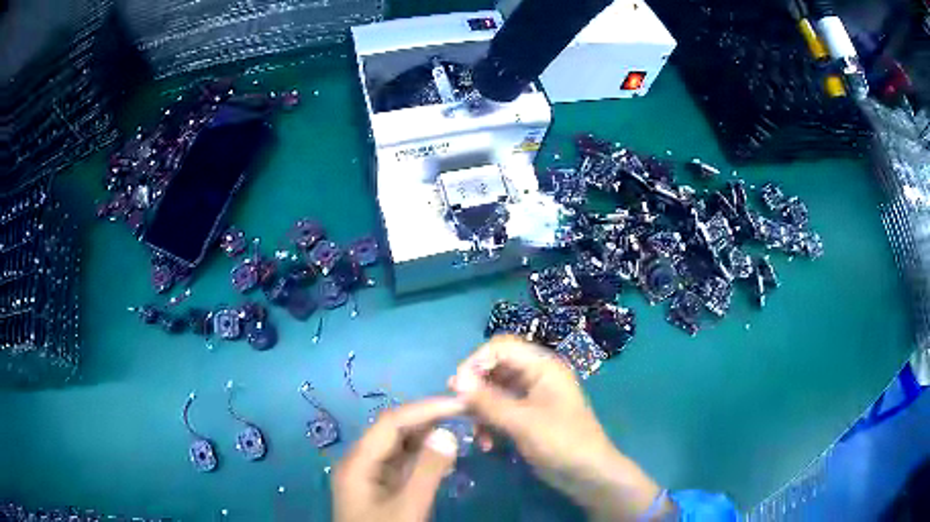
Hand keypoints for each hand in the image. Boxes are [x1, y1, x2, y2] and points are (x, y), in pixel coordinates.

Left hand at [333, 398, 464, 521]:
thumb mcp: (408, 508)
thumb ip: (427, 471)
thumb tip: (448, 432)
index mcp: (358, 462)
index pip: (391, 423)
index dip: (425, 409)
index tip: (460, 404)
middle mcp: (360, 462)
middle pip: (392, 431)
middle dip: (427, 420)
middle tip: (463, 415)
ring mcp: (369, 476)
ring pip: (398, 447)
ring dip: (426, 437)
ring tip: (459, 430)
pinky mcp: (380, 488)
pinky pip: (401, 464)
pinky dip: (423, 457)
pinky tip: (443, 456)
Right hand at [449, 335, 671, 521]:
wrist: (586, 474)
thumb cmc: (561, 442)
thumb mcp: (522, 422)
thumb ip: (488, 401)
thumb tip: (456, 380)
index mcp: (542, 367)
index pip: (501, 347)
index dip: (476, 361)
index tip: (456, 386)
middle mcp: (535, 376)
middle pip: (495, 369)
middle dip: (475, 389)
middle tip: (457, 408)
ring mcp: (531, 397)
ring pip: (493, 392)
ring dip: (480, 411)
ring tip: (476, 435)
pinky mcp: (526, 417)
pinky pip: (499, 410)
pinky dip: (489, 424)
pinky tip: (487, 444)